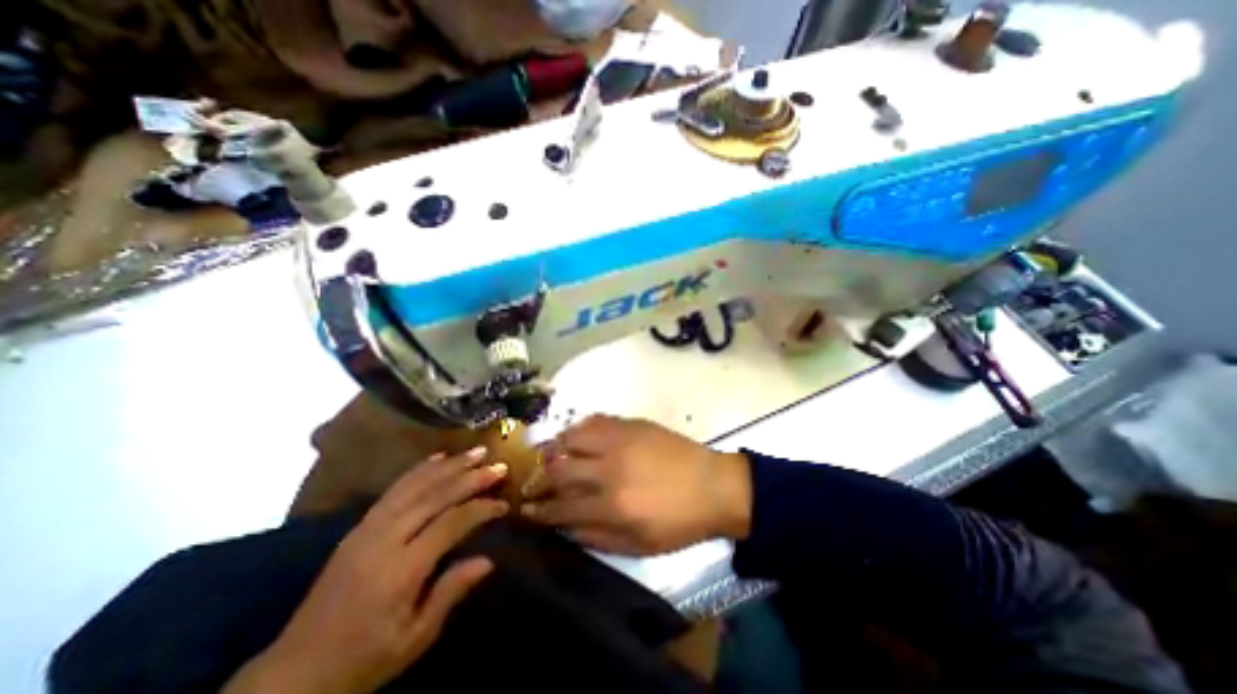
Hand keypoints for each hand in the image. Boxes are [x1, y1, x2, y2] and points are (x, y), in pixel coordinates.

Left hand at [222, 448, 507, 689]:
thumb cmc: (363, 660)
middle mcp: (384, 540)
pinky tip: (438, 458)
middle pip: (435, 496)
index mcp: (400, 570)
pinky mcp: (358, 526)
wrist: (293, 674)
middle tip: (499, 466)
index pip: (451, 523)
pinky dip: (420, 469)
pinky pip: (394, 489)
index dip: (481, 509)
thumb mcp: (414, 638)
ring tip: (476, 452)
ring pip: (415, 485)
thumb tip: (488, 560)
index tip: (504, 504)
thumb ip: (451, 592)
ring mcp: (367, 529)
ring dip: (450, 465)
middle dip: (471, 478)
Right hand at [520, 415, 753, 556]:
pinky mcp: (631, 424)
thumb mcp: (639, 546)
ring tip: (551, 456)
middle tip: (532, 482)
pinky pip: (595, 420)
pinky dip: (579, 428)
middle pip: (559, 469)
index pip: (561, 507)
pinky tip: (577, 436)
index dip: (539, 510)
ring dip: (555, 448)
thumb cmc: (679, 522)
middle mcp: (610, 469)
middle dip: (538, 478)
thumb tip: (564, 526)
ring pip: (572, 437)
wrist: (714, 486)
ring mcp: (620, 441)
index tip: (526, 509)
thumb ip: (596, 537)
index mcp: (612, 505)